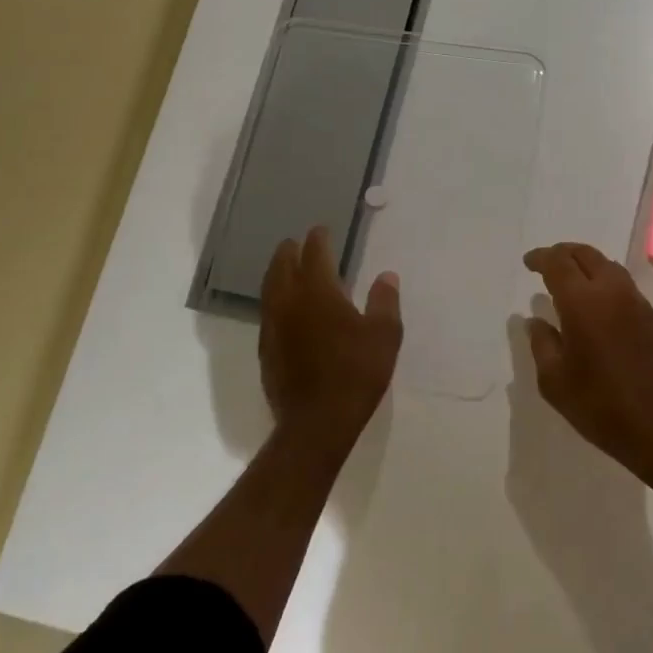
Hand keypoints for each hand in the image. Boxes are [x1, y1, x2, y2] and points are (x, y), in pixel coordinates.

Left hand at [259, 227, 401, 451]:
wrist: (317, 423)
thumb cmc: (356, 373)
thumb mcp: (384, 335)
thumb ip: (384, 301)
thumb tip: (386, 276)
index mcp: (318, 292)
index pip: (314, 255)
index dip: (318, 239)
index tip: (321, 229)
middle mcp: (289, 303)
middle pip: (282, 267)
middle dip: (289, 251)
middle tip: (296, 242)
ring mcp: (273, 328)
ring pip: (270, 289)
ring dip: (277, 273)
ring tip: (285, 267)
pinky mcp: (266, 351)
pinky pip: (268, 313)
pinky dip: (275, 299)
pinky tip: (284, 308)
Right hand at [522, 242, 652, 484]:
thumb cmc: (601, 406)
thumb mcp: (555, 382)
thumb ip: (542, 344)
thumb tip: (535, 321)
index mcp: (583, 302)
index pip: (558, 263)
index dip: (541, 257)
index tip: (529, 262)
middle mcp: (613, 292)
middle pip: (587, 255)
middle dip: (564, 253)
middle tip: (548, 263)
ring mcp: (639, 303)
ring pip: (610, 267)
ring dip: (588, 266)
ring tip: (573, 281)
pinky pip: (626, 288)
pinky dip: (607, 285)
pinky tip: (600, 307)